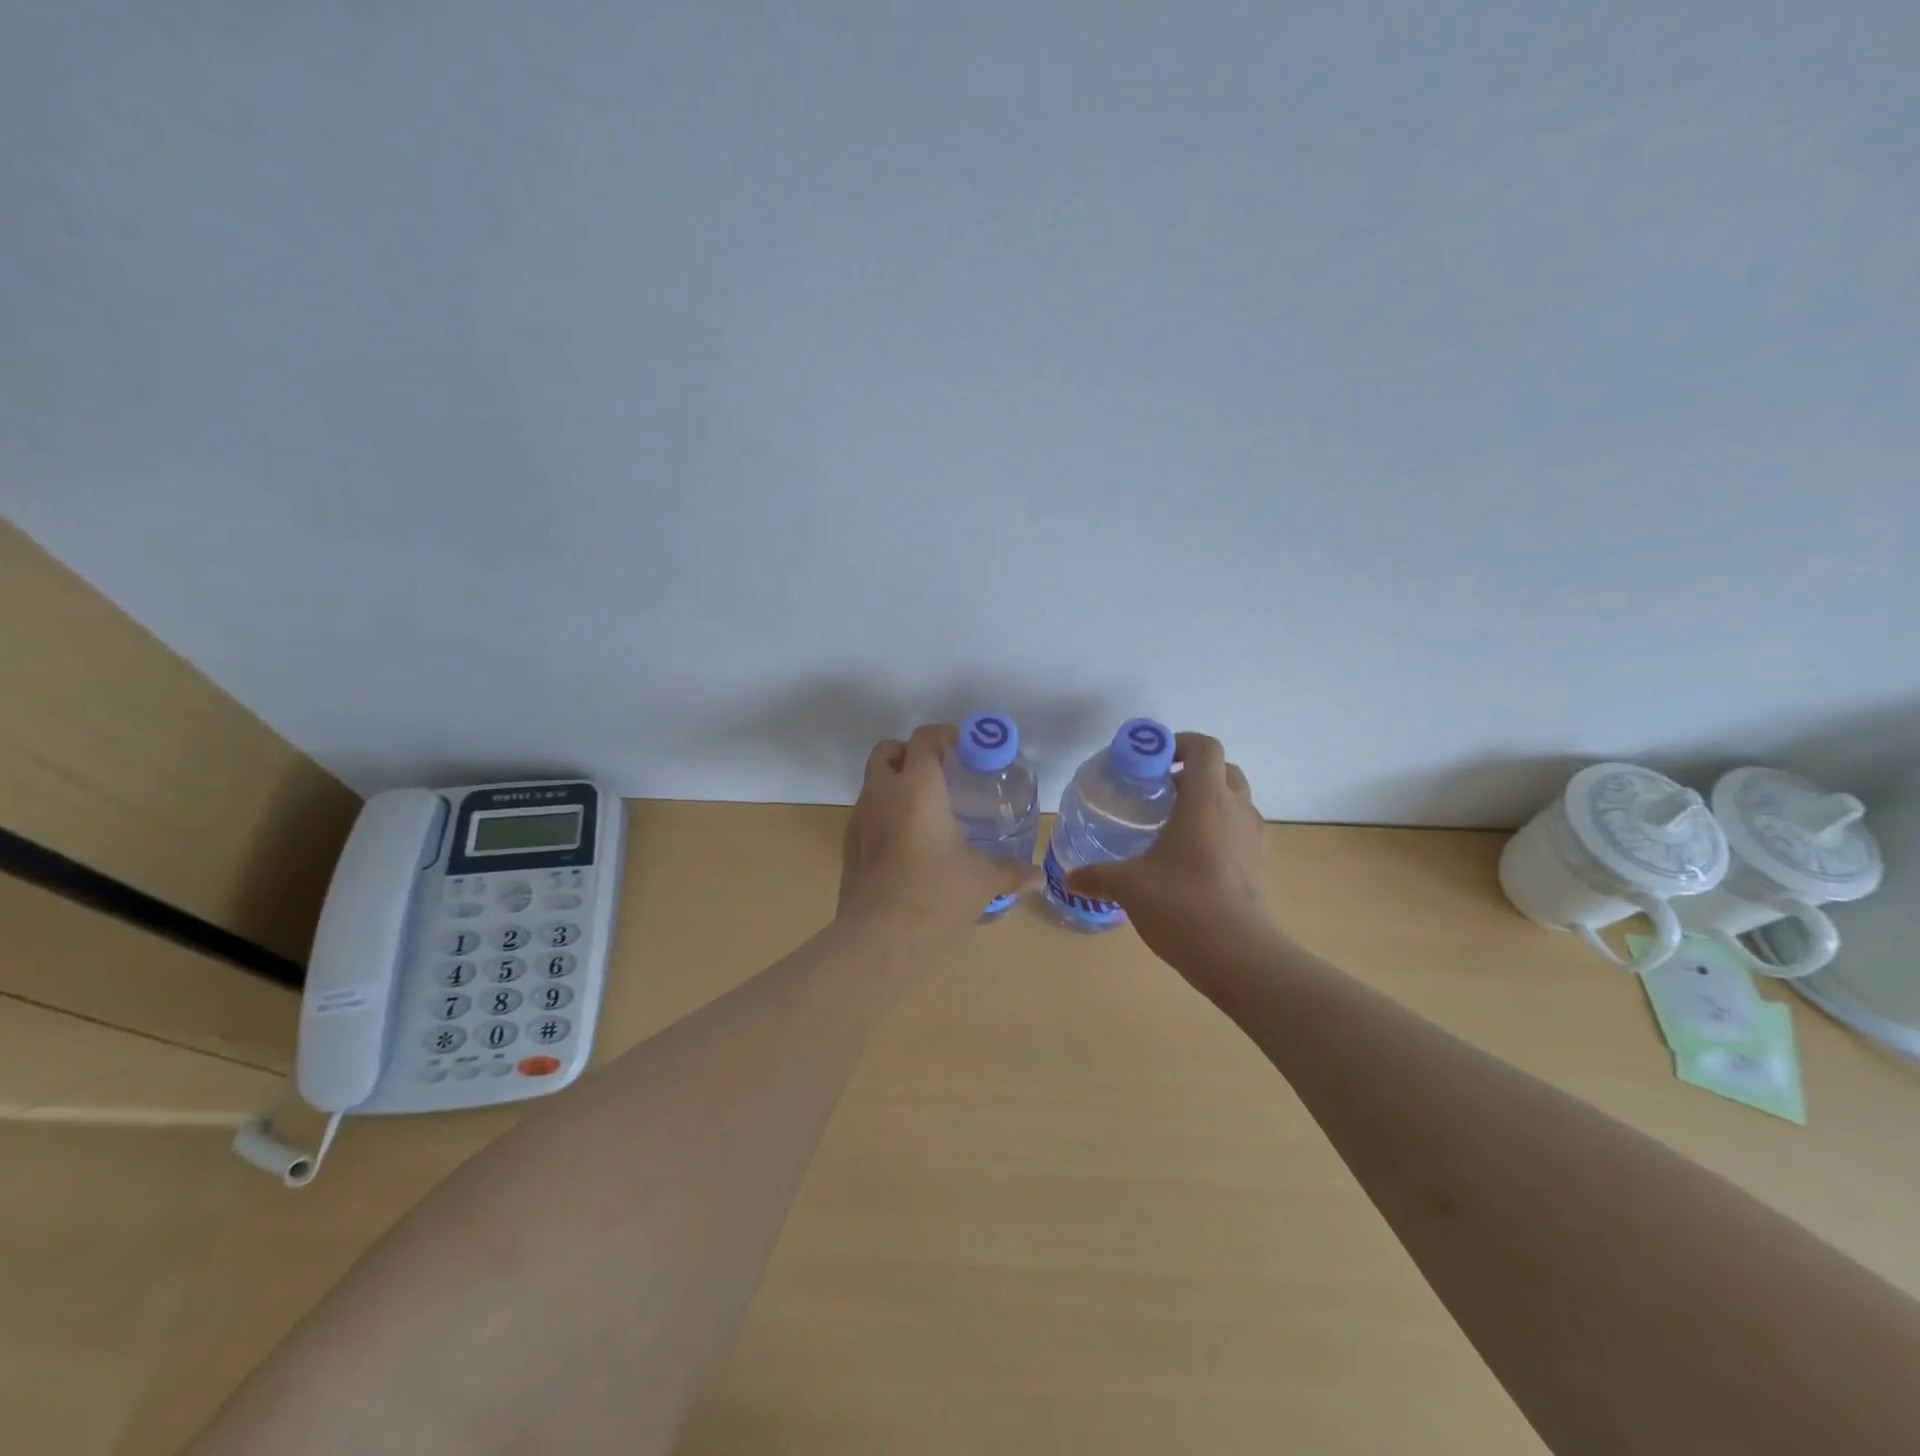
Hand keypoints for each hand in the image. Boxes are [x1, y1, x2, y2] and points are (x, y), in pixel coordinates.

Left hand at [838, 725, 1043, 936]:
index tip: (968, 749)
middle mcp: (882, 793)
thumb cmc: (935, 895)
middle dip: (912, 753)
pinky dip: (885, 814)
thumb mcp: (981, 881)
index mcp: (917, 787)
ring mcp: (859, 819)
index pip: (925, 739)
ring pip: (873, 782)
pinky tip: (907, 843)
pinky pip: (866, 814)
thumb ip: (1010, 871)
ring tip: (928, 810)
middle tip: (942, 773)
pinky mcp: (848, 846)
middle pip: (888, 751)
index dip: (946, 736)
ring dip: (896, 783)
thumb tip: (1037, 878)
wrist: (878, 938)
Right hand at [1064, 732, 1275, 965]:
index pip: (1205, 747)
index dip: (1181, 743)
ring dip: (1209, 802)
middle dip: (1194, 773)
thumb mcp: (1130, 886)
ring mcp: (1255, 839)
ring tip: (1173, 827)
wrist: (1241, 956)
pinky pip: (1240, 832)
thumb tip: (1070, 878)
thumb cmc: (1182, 904)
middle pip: (1224, 770)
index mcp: (1206, 800)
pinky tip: (1191, 861)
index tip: (1154, 760)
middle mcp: (1236, 810)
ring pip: (1236, 801)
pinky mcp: (1261, 866)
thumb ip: (1098, 876)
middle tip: (1161, 792)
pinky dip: (1219, 831)